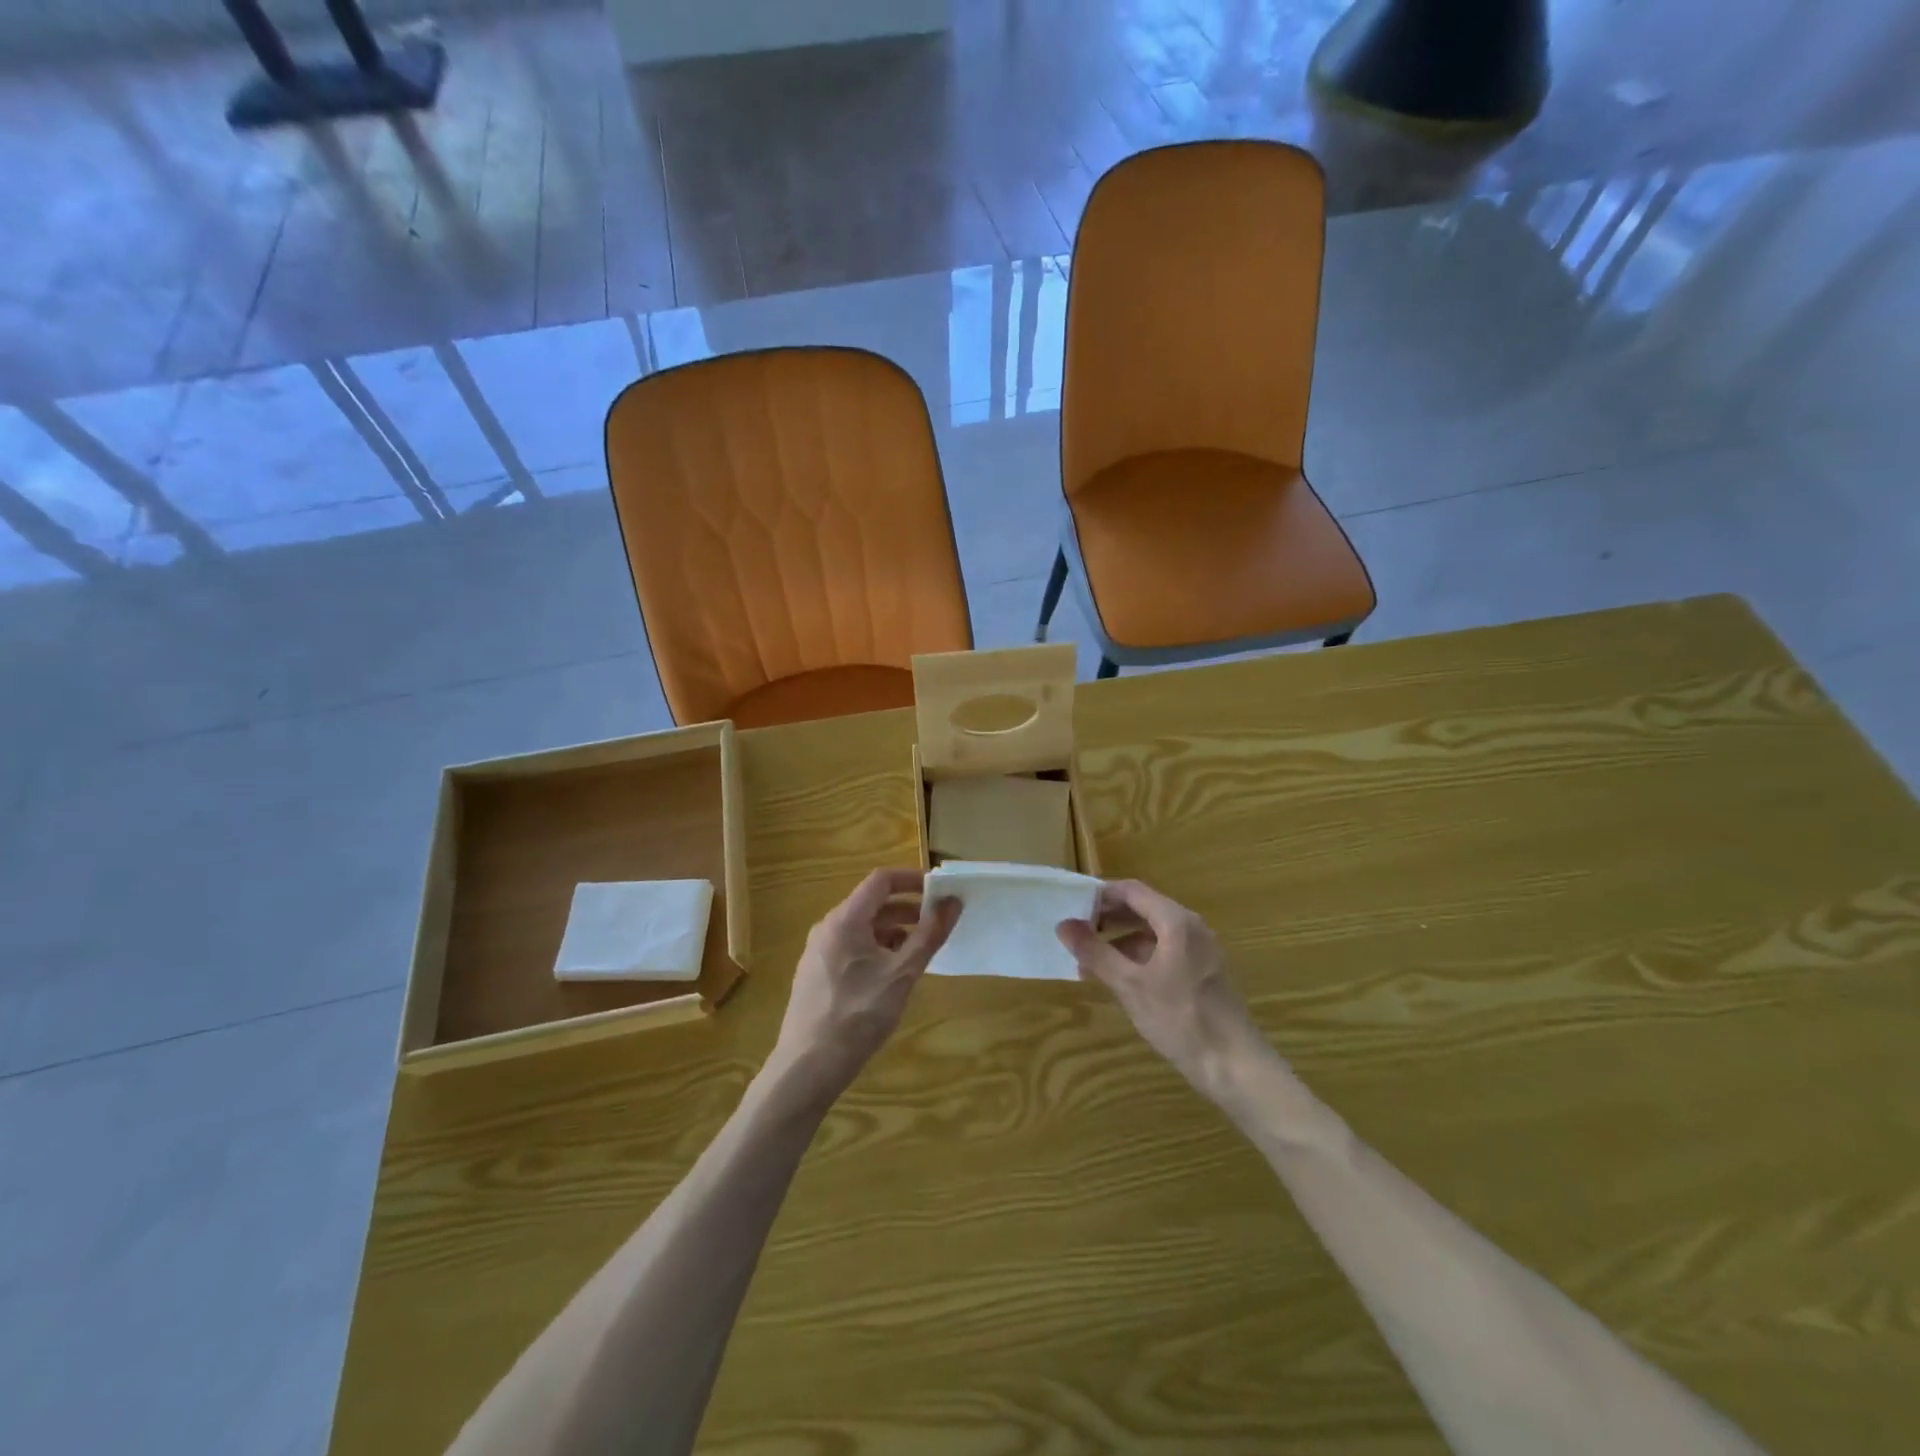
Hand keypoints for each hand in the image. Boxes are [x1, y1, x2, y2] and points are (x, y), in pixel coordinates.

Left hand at [772, 868, 959, 1101]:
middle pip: (872, 903)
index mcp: (845, 920)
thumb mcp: (901, 975)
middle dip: (908, 908)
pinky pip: (851, 947)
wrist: (807, 1067)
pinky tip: (892, 973)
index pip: (881, 880)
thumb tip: (953, 903)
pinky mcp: (817, 974)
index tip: (940, 891)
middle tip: (938, 923)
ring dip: (894, 930)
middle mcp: (828, 927)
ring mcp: (818, 951)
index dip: (912, 880)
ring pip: (862, 927)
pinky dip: (877, 948)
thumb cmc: (858, 1015)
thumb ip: (929, 936)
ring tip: (920, 950)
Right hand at [1057, 880, 1261, 1100]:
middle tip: (1076, 933)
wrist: (1233, 1065)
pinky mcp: (1202, 972)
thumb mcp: (1130, 985)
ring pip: (1152, 932)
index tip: (1072, 907)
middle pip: (1143, 909)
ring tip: (1090, 960)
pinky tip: (1118, 978)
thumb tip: (1063, 925)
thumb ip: (1096, 952)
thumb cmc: (1180, 1019)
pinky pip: (1164, 951)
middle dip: (1108, 918)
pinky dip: (1138, 957)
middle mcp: (1190, 927)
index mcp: (1176, 921)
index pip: (1132, 891)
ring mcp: (1199, 950)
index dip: (1100, 895)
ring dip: (1120, 940)